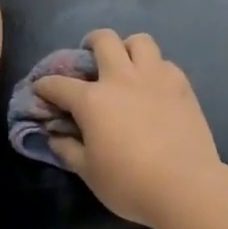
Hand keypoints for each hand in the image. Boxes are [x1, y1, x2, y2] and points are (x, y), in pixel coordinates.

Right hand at [32, 29, 225, 226]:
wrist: (186, 187)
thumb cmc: (130, 184)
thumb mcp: (89, 172)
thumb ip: (68, 150)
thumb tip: (54, 136)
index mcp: (93, 100)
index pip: (59, 84)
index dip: (45, 85)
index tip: (41, 89)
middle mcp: (121, 79)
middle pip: (103, 40)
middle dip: (91, 43)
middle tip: (90, 58)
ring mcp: (155, 78)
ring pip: (140, 41)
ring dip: (128, 48)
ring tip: (127, 65)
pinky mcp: (182, 86)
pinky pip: (165, 63)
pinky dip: (155, 69)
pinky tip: (154, 86)